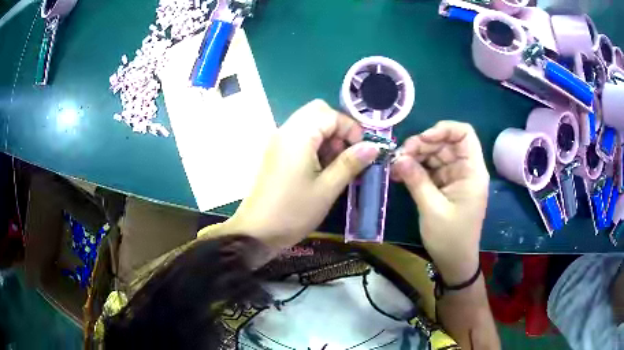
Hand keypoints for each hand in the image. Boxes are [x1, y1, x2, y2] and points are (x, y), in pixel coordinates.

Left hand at [223, 100, 378, 255]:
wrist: (256, 232)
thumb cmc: (293, 211)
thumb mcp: (327, 189)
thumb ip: (350, 163)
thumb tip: (374, 146)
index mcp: (298, 135)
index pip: (330, 114)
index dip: (351, 128)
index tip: (362, 151)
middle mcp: (286, 131)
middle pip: (318, 113)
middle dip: (339, 130)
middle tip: (348, 156)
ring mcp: (279, 142)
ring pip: (309, 125)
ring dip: (328, 138)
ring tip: (336, 166)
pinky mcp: (276, 153)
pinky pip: (300, 138)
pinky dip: (316, 146)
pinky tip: (321, 169)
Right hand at [391, 121, 488, 283]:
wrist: (454, 262)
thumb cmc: (450, 238)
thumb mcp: (432, 209)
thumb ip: (416, 180)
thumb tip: (397, 158)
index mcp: (472, 171)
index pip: (464, 133)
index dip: (443, 129)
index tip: (421, 140)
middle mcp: (465, 169)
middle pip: (445, 143)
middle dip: (422, 145)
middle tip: (399, 156)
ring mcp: (455, 177)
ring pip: (436, 154)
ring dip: (416, 156)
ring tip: (396, 165)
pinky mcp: (446, 186)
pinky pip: (431, 169)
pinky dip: (416, 169)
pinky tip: (401, 173)